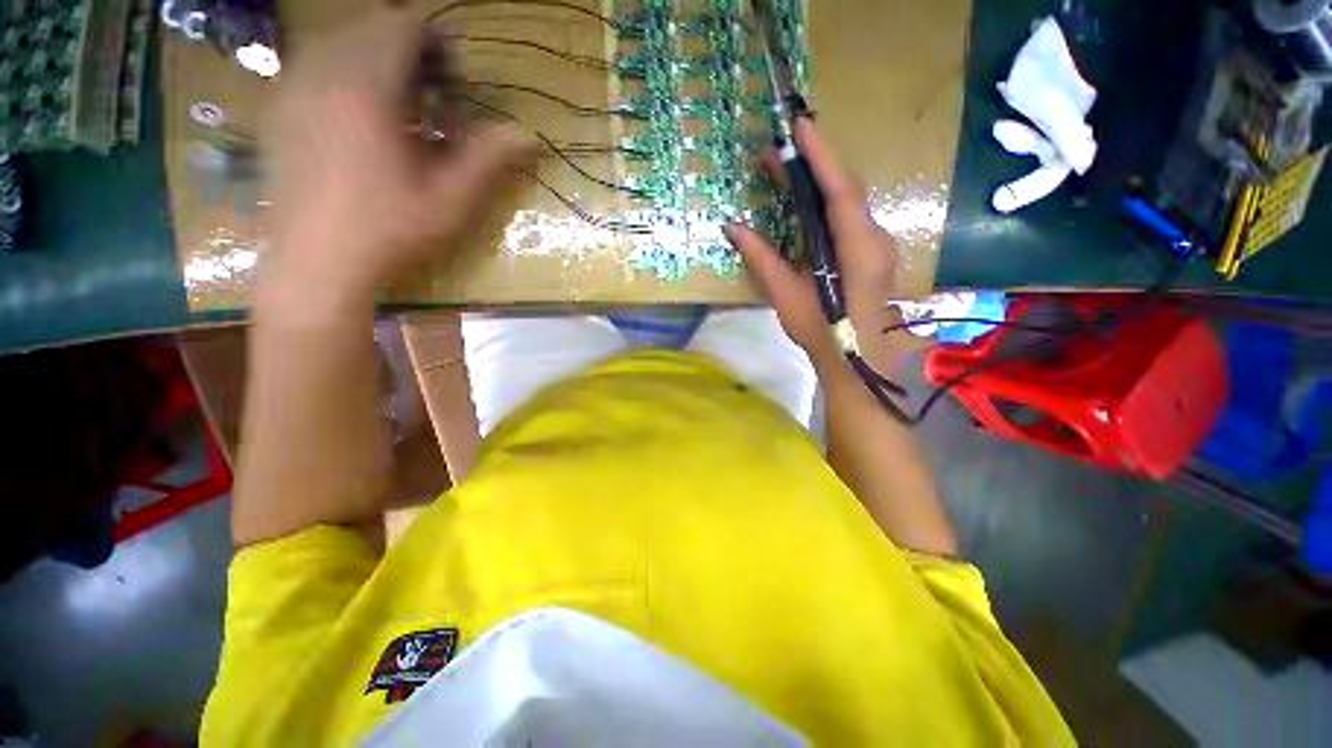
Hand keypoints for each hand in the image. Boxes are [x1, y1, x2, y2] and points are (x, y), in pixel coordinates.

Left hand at [260, 10, 535, 313]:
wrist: (318, 261)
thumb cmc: (391, 231)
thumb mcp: (452, 199)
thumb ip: (488, 158)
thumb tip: (528, 134)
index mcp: (368, 88)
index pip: (403, 26)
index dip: (437, 43)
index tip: (455, 83)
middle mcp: (324, 73)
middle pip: (370, 27)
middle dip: (408, 51)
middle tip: (432, 99)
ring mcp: (293, 87)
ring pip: (339, 42)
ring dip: (375, 61)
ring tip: (398, 109)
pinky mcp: (278, 108)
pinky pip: (313, 64)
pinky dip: (344, 74)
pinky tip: (360, 118)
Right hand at [727, 119, 903, 375]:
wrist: (856, 358)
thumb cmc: (822, 330)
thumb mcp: (785, 294)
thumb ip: (762, 258)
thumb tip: (733, 227)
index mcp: (857, 247)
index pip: (841, 191)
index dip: (822, 156)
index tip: (799, 125)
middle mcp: (874, 236)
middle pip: (846, 189)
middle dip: (814, 163)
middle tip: (777, 150)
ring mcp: (876, 242)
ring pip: (849, 200)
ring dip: (820, 180)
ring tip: (786, 170)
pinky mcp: (871, 250)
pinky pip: (849, 215)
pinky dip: (827, 201)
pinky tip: (806, 202)